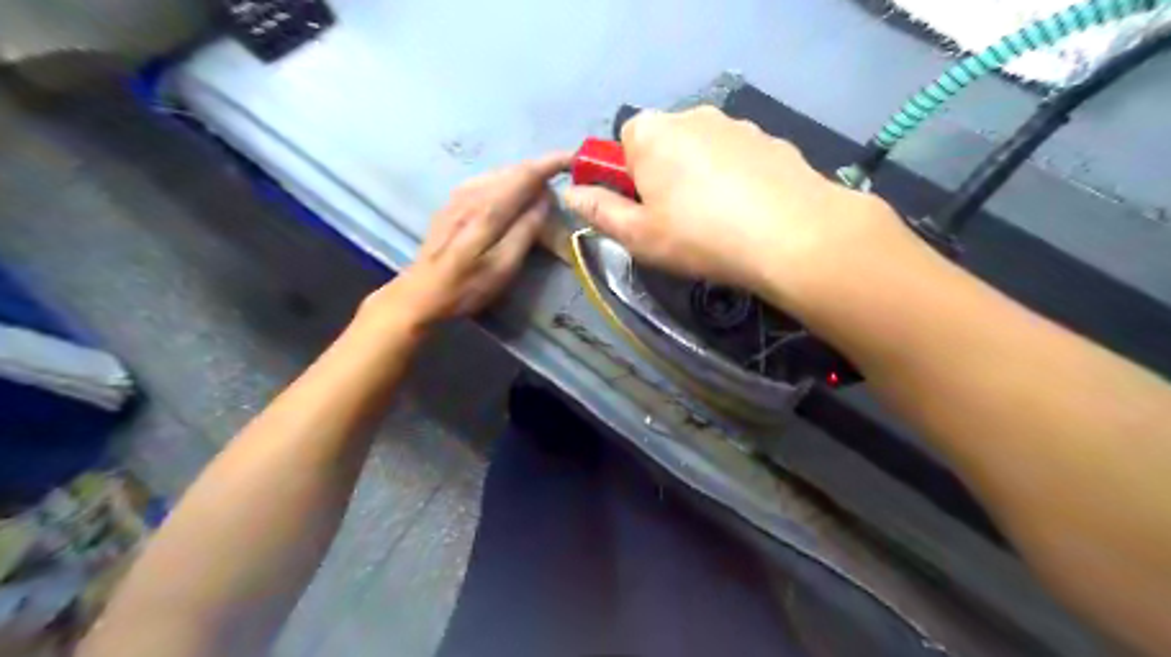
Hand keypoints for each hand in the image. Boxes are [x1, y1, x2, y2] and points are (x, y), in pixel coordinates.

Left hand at [364, 152, 570, 331]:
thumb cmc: (466, 287)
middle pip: (513, 169)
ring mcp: (458, 195)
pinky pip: (486, 180)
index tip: (575, 158)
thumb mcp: (503, 267)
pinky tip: (511, 194)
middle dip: (541, 168)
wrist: (420, 295)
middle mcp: (472, 192)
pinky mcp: (451, 202)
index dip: (552, 162)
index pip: (526, 174)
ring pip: (499, 173)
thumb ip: (526, 230)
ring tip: (543, 187)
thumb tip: (545, 198)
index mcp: (488, 208)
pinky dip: (506, 181)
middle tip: (564, 179)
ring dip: (524, 175)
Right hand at [562, 106, 909, 308]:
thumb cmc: (699, 235)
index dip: (628, 176)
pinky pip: (739, 158)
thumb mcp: (638, 235)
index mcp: (652, 134)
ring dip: (701, 177)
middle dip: (663, 175)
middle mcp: (693, 116)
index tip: (642, 209)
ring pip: (704, 151)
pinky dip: (736, 179)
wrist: (792, 235)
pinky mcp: (771, 140)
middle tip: (677, 221)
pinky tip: (749, 212)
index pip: (624, 140)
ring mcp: (737, 125)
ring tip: (718, 221)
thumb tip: (572, 193)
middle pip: (665, 143)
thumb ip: (600, 212)